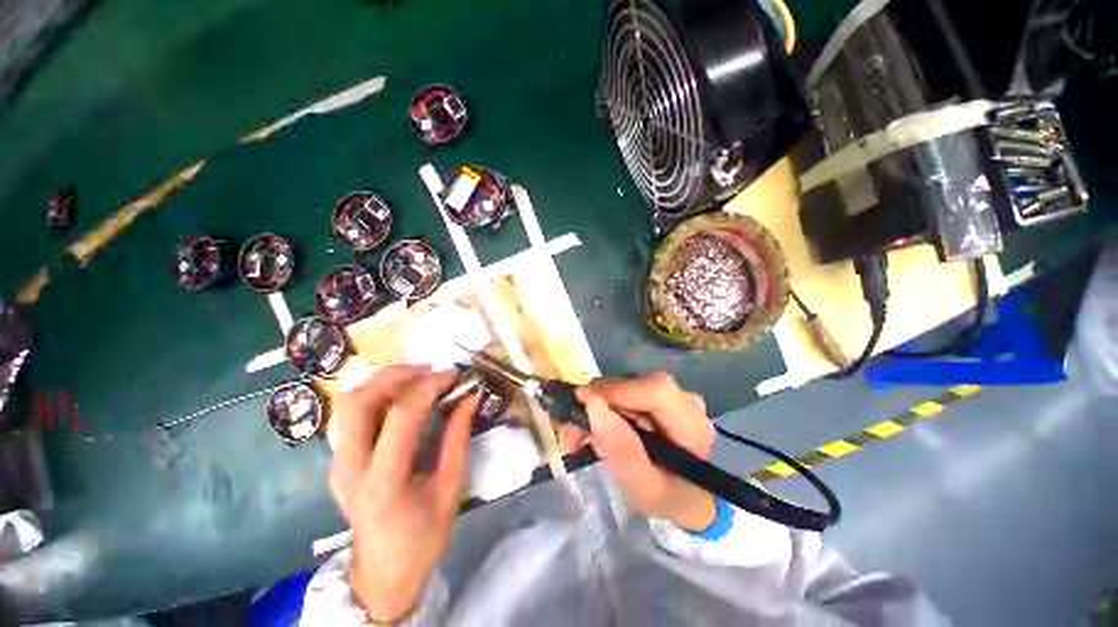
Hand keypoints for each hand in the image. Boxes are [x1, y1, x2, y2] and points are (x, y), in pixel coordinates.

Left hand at [328, 366, 477, 621]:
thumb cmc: (424, 536)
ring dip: (384, 381)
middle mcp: (350, 468)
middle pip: (361, 401)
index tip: (454, 376)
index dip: (429, 387)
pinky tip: (402, 397)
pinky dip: (377, 394)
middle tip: (431, 372)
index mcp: (384, 482)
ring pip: (349, 402)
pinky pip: (351, 413)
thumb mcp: (451, 487)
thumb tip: (469, 396)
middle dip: (399, 375)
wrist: (383, 571)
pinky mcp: (337, 460)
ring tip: (418, 379)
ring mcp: (336, 463)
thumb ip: (458, 437)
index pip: (401, 416)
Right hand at [572, 372, 716, 531]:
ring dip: (595, 407)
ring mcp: (671, 396)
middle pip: (634, 385)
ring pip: (624, 386)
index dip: (617, 390)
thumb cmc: (670, 499)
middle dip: (596, 403)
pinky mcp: (657, 396)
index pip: (656, 390)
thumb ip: (622, 452)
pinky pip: (624, 392)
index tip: (581, 405)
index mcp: (692, 425)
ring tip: (577, 438)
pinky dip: (602, 408)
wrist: (686, 498)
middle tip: (570, 434)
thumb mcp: (645, 490)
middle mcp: (685, 402)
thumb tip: (592, 405)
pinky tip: (593, 430)